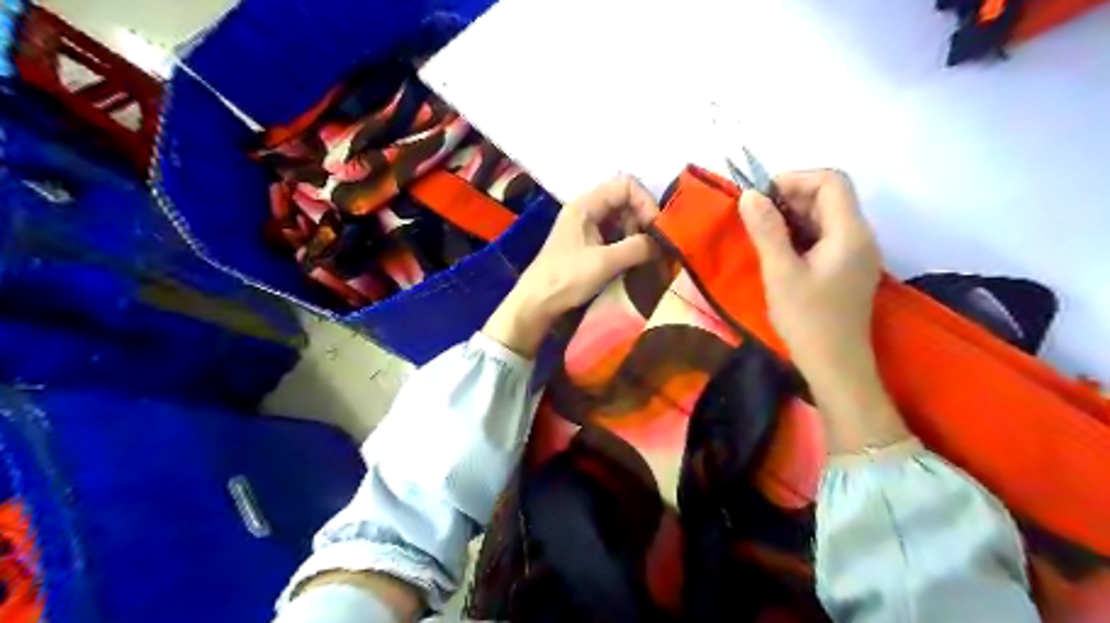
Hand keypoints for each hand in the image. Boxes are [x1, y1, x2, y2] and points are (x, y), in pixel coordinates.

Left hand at [485, 175, 657, 357]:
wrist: (537, 303)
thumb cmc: (566, 279)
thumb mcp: (604, 263)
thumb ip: (636, 247)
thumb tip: (662, 243)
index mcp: (586, 205)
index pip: (626, 184)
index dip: (645, 202)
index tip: (656, 228)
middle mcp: (587, 209)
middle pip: (625, 200)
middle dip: (643, 219)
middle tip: (654, 244)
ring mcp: (587, 226)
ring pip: (622, 218)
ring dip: (638, 233)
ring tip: (646, 254)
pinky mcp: (588, 243)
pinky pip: (615, 234)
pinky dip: (629, 243)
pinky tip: (635, 260)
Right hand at [736, 171, 910, 452]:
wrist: (835, 366)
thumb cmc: (808, 320)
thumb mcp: (780, 273)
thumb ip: (766, 230)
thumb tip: (750, 195)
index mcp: (849, 232)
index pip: (831, 181)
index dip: (795, 179)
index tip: (761, 198)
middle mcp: (860, 236)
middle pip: (829, 196)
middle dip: (791, 198)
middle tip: (756, 218)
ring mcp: (855, 254)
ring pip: (825, 218)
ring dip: (793, 218)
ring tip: (762, 235)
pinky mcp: (847, 269)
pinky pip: (824, 238)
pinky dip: (800, 236)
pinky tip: (779, 253)